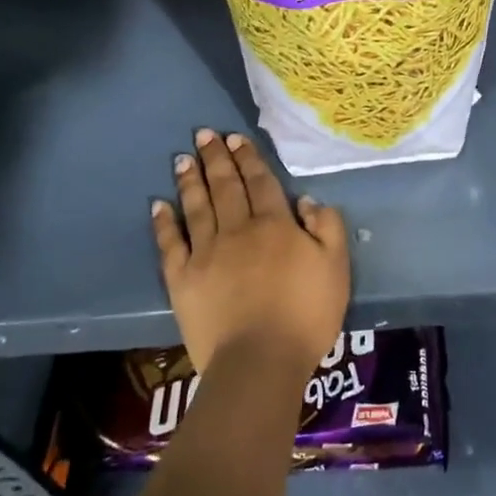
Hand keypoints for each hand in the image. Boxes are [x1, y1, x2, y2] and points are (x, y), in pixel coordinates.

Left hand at [151, 128, 349, 377]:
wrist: (260, 361)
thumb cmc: (305, 315)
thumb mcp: (336, 267)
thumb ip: (327, 227)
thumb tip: (306, 201)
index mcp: (275, 224)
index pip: (260, 182)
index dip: (249, 159)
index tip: (236, 138)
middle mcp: (238, 229)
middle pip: (226, 186)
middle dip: (216, 158)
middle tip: (204, 134)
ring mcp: (206, 253)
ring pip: (197, 207)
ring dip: (190, 180)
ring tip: (182, 158)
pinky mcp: (183, 279)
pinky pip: (171, 244)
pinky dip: (164, 223)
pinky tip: (159, 205)